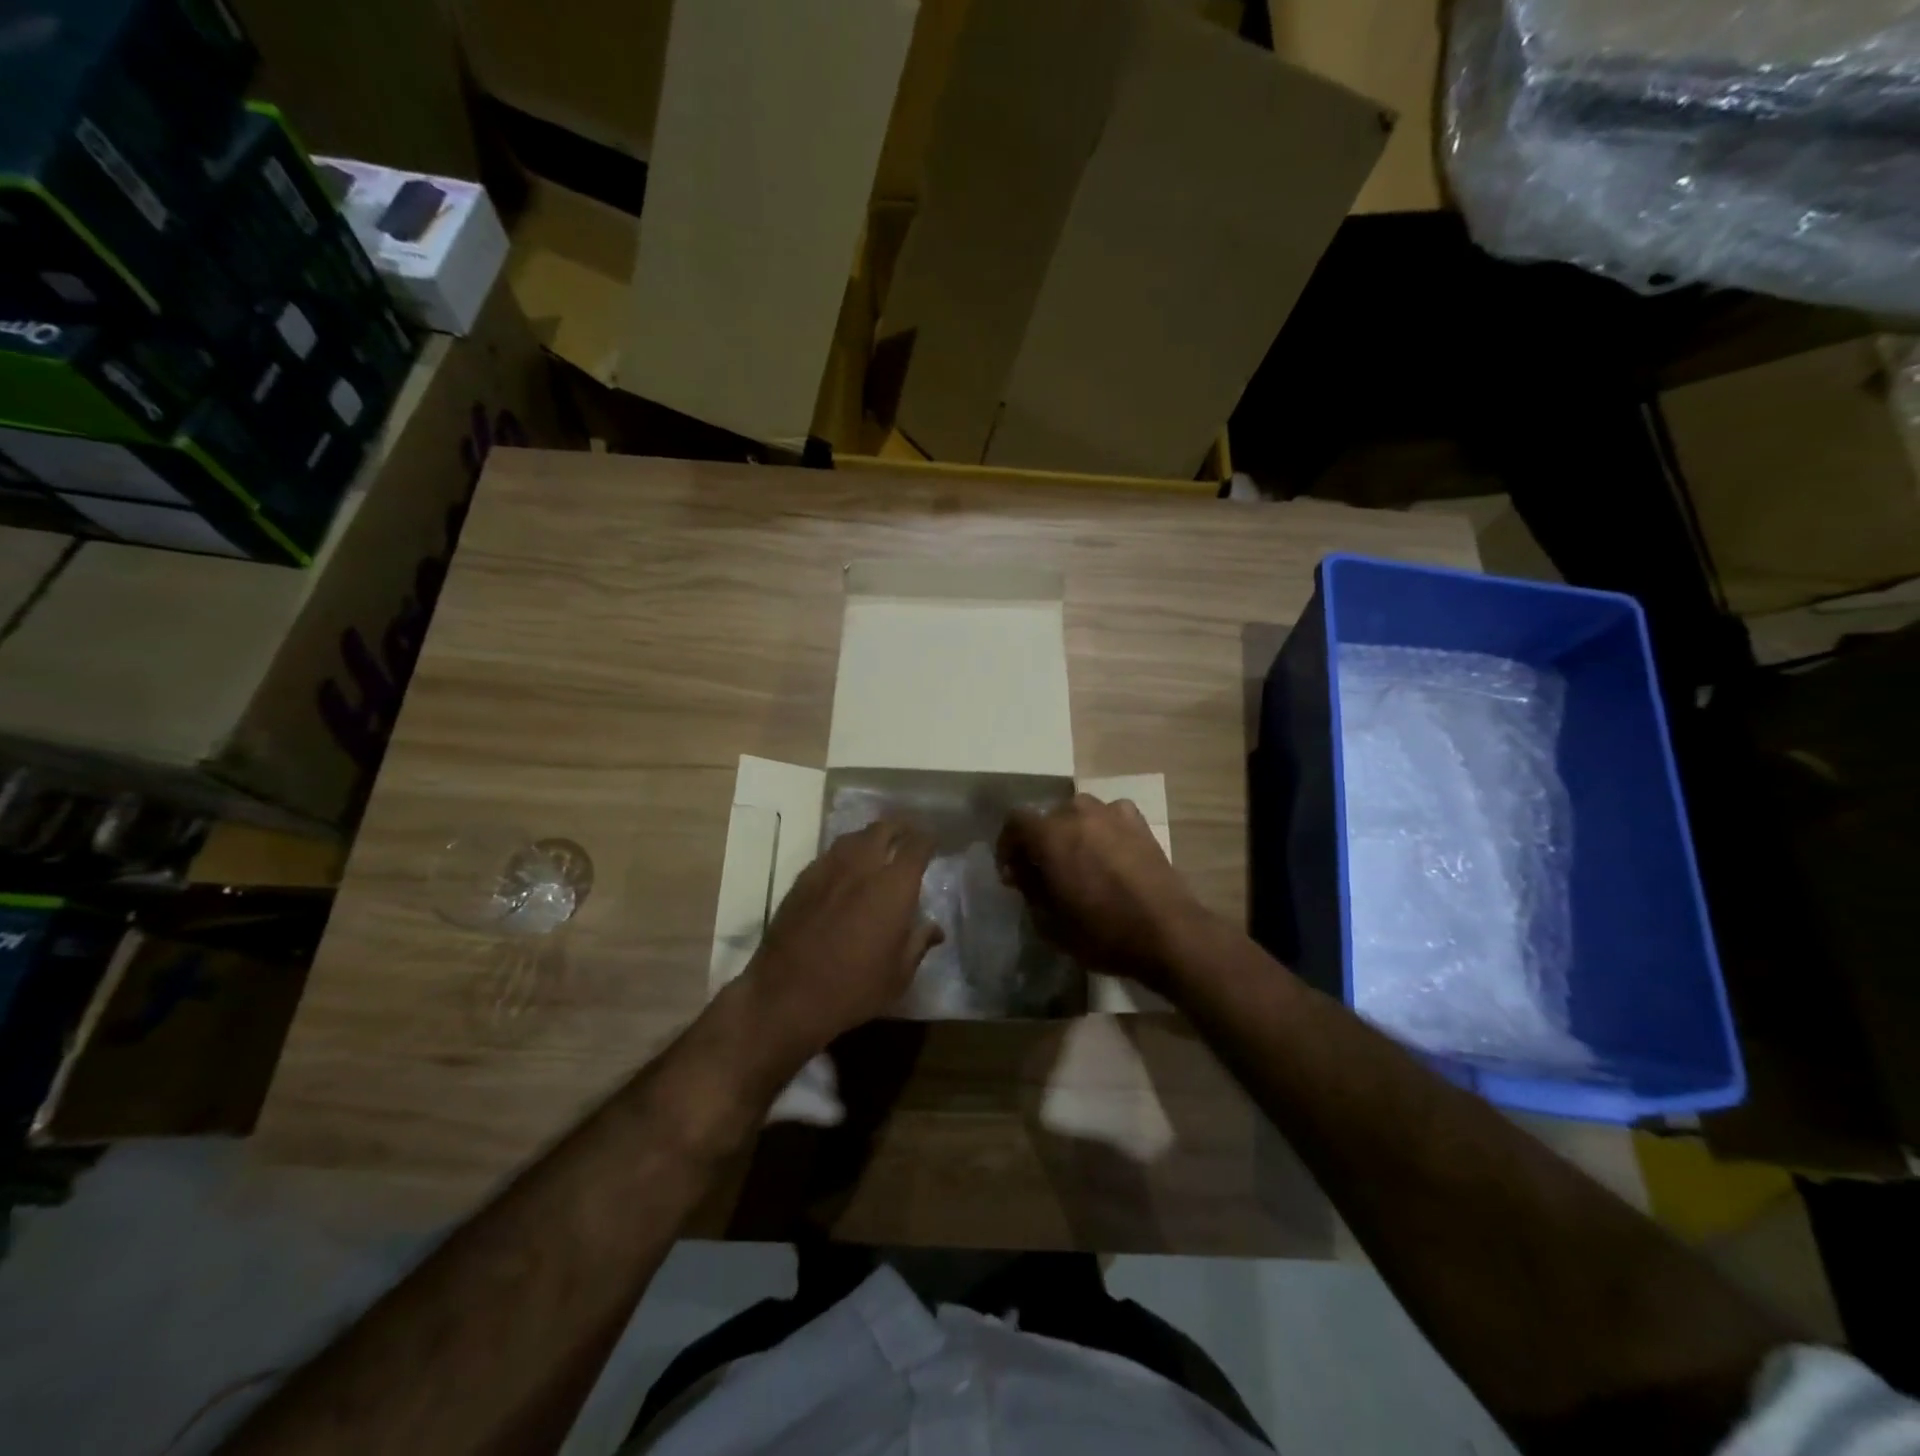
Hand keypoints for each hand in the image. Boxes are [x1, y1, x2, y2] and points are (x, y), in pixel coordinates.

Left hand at [740, 820, 942, 1067]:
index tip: (933, 842)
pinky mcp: (802, 881)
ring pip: (853, 838)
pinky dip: (844, 855)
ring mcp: (828, 870)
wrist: (786, 996)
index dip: (928, 840)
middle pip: (883, 829)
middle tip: (907, 837)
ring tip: (877, 848)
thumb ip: (918, 944)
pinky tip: (844, 871)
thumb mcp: (898, 976)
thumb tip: (935, 929)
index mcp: (893, 887)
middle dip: (899, 828)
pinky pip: (829, 855)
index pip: (916, 846)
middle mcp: (862, 867)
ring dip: (870, 838)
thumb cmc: (853, 990)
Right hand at [996, 794, 1208, 993]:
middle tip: (1044, 871)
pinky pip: (1109, 815)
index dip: (1008, 845)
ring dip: (1070, 831)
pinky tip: (1108, 850)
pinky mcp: (1138, 822)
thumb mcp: (1049, 923)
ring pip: (1078, 812)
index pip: (1015, 821)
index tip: (1012, 873)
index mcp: (1050, 835)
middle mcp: (1077, 813)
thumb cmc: (1102, 932)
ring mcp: (1111, 813)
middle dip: (1039, 840)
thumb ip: (1029, 890)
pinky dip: (1102, 828)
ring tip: (1078, 859)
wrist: (1167, 932)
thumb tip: (1023, 873)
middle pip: (1046, 816)